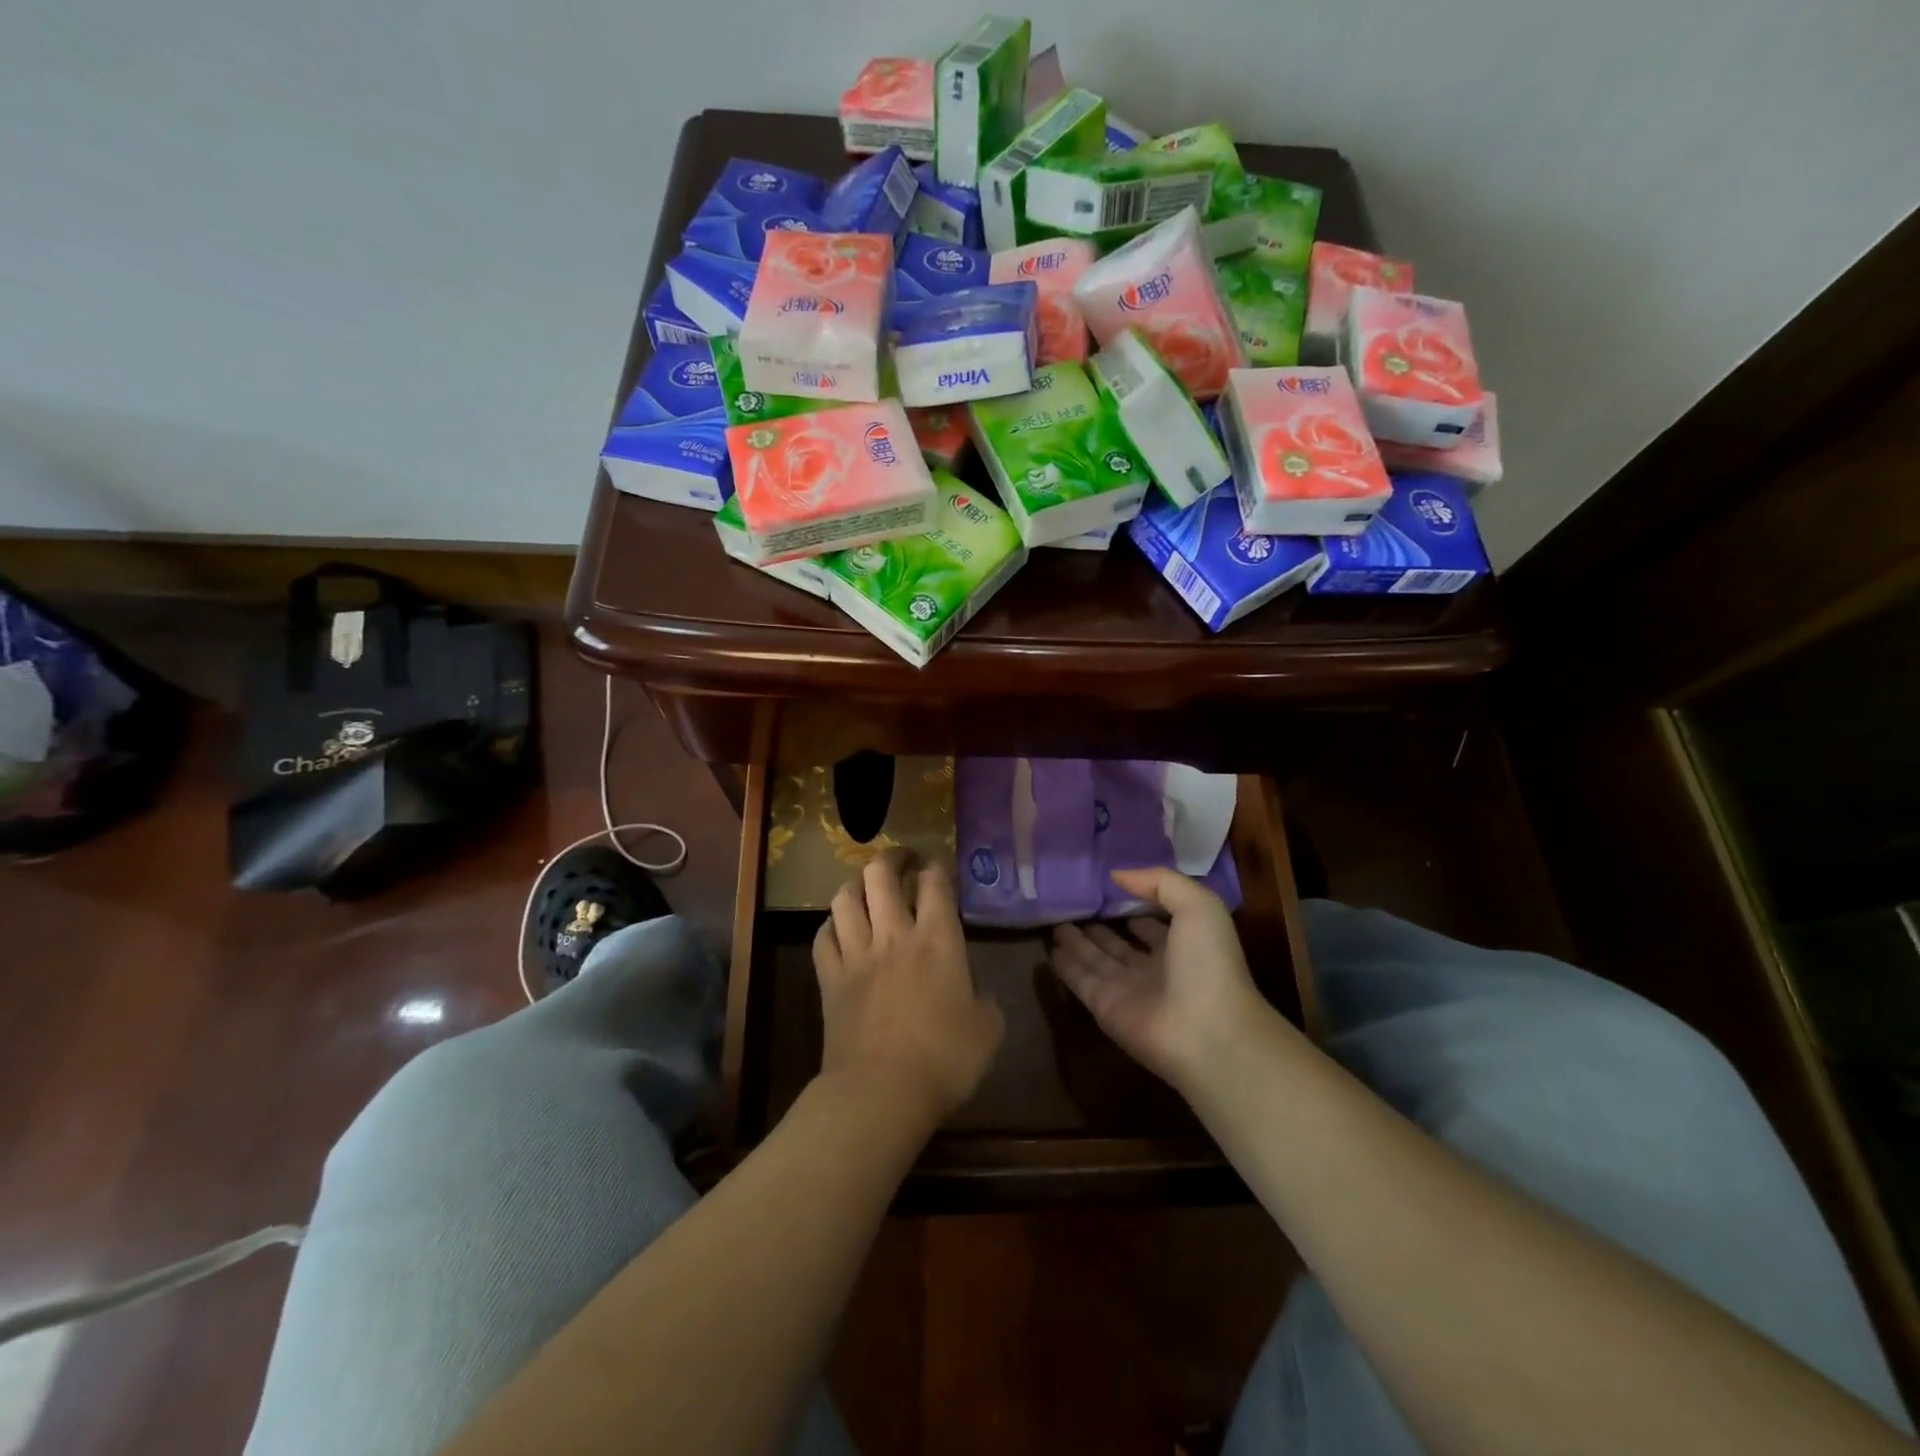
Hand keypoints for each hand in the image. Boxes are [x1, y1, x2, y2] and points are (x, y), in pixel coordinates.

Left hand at [814, 852, 1004, 1125]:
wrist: (881, 1092)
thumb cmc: (945, 1059)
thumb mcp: (989, 1027)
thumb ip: (982, 993)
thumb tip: (970, 982)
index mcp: (938, 939)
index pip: (935, 882)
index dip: (937, 867)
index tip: (939, 867)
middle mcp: (894, 934)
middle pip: (882, 874)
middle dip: (893, 858)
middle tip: (903, 861)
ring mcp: (857, 954)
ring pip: (845, 897)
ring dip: (856, 884)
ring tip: (867, 887)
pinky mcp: (830, 978)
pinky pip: (823, 936)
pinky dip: (831, 925)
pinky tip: (840, 928)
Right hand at [1049, 867, 1275, 1092]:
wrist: (1207, 1033)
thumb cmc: (1209, 965)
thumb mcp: (1199, 906)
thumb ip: (1160, 882)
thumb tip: (1116, 874)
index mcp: (1181, 945)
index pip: (1153, 924)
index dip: (1136, 906)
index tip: (1109, 888)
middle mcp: (1154, 968)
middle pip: (1120, 943)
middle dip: (1100, 926)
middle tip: (1073, 905)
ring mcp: (1127, 989)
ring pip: (1096, 960)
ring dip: (1077, 942)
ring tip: (1056, 921)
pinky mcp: (1104, 1006)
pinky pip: (1079, 980)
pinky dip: (1064, 965)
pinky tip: (1050, 947)